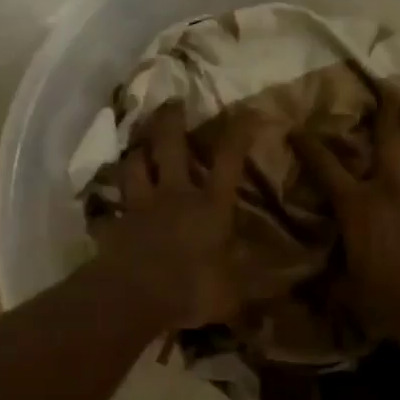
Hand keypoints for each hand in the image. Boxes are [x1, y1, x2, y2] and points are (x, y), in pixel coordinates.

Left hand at [94, 102, 259, 329]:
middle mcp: (174, 196)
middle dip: (171, 121)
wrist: (134, 299)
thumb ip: (259, 285)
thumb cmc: (192, 290)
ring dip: (135, 152)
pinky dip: (106, 207)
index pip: (228, 161)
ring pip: (133, 167)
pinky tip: (103, 207)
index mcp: (209, 207)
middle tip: (171, 101)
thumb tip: (295, 281)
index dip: (238, 133)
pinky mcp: (113, 226)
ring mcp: (139, 208)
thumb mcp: (235, 293)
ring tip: (136, 143)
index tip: (248, 109)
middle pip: (170, 147)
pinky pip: (107, 210)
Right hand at [290, 86, 399, 339]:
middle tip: (390, 88)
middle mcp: (392, 189)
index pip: (326, 168)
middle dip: (388, 111)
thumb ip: (335, 280)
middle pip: (390, 139)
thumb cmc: (388, 300)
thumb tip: (313, 287)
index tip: (298, 128)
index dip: (310, 146)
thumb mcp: (350, 293)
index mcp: (358, 206)